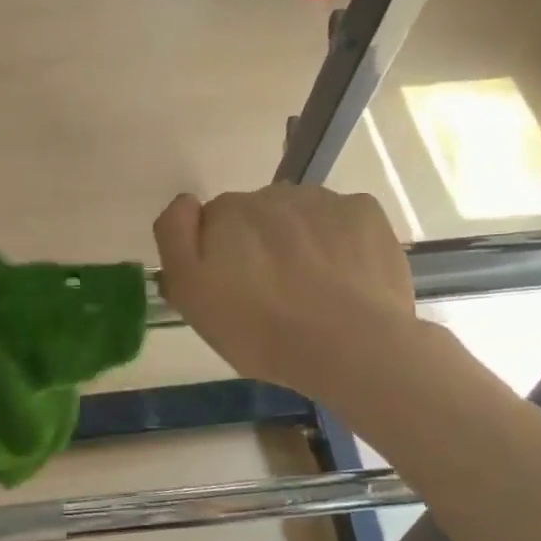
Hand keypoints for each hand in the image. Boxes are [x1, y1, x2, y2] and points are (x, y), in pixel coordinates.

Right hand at [154, 186, 423, 400]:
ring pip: (300, 214)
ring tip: (313, 288)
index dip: (218, 254)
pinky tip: (345, 276)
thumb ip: (176, 238)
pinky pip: (342, 218)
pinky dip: (340, 240)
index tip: (231, 287)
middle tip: (272, 293)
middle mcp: (270, 193)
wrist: (350, 346)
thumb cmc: (259, 330)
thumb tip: (186, 204)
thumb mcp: (190, 294)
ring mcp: (322, 199)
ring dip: (299, 239)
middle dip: (259, 244)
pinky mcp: (365, 211)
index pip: (212, 221)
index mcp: (225, 212)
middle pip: (257, 215)